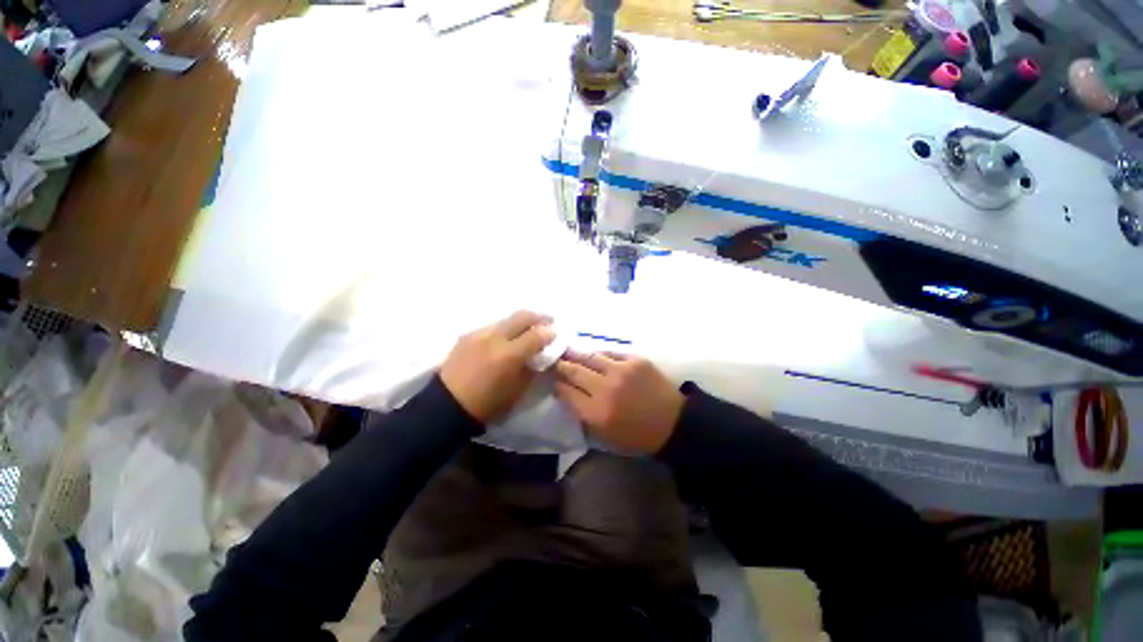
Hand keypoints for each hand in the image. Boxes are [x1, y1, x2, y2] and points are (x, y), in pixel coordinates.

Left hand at [440, 311, 554, 423]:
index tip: (555, 333)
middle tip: (548, 321)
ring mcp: (479, 334)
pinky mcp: (468, 335)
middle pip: (523, 316)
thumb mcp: (517, 391)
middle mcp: (495, 338)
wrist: (446, 405)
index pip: (537, 334)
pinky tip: (505, 339)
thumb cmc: (487, 404)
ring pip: (507, 319)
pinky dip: (504, 329)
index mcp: (509, 355)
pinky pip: (492, 326)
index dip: (550, 332)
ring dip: (520, 322)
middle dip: (539, 317)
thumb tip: (541, 354)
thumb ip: (532, 368)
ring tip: (526, 330)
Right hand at [554, 351, 684, 453]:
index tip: (553, 379)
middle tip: (555, 360)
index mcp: (596, 413)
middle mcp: (605, 389)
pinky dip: (599, 354)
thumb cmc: (636, 435)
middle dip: (562, 365)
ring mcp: (621, 371)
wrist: (672, 423)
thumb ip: (582, 413)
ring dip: (576, 354)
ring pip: (590, 357)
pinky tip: (595, 354)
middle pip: (574, 370)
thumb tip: (566, 392)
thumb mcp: (604, 435)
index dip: (557, 384)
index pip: (566, 391)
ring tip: (568, 350)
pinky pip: (610, 352)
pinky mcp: (635, 360)